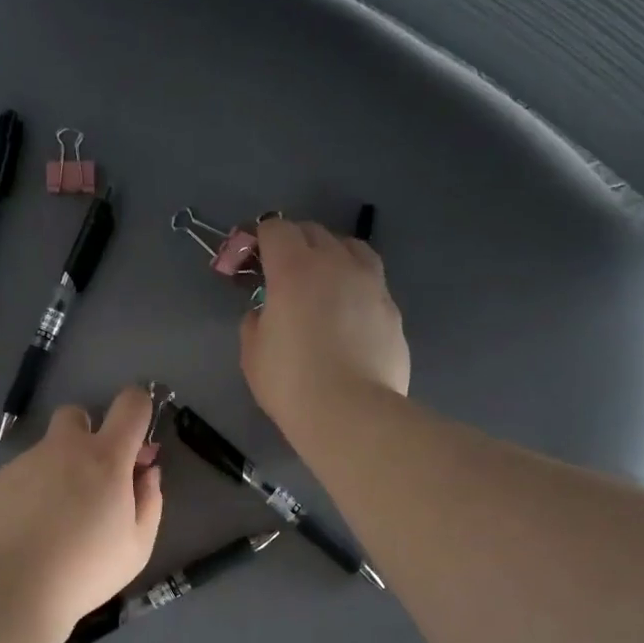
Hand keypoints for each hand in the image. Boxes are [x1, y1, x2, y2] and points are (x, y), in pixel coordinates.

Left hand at [0, 386, 163, 632]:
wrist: (14, 589)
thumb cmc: (87, 569)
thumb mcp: (138, 545)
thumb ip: (149, 500)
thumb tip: (146, 472)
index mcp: (106, 457)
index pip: (130, 404)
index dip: (139, 407)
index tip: (137, 439)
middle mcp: (63, 448)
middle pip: (76, 414)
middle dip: (87, 433)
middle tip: (91, 478)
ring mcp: (24, 463)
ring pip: (46, 451)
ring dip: (57, 471)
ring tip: (54, 521)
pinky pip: (20, 476)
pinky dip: (29, 493)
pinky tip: (28, 531)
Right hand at [241, 216, 409, 440]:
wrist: (351, 413)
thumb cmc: (291, 383)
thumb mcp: (253, 353)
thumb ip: (256, 321)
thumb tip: (266, 311)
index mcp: (293, 269)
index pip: (275, 229)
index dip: (259, 238)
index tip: (251, 259)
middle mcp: (335, 264)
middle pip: (313, 231)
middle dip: (293, 242)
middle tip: (281, 271)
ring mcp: (371, 284)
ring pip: (351, 247)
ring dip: (331, 254)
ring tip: (323, 280)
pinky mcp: (392, 308)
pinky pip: (371, 281)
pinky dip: (355, 286)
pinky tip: (349, 313)